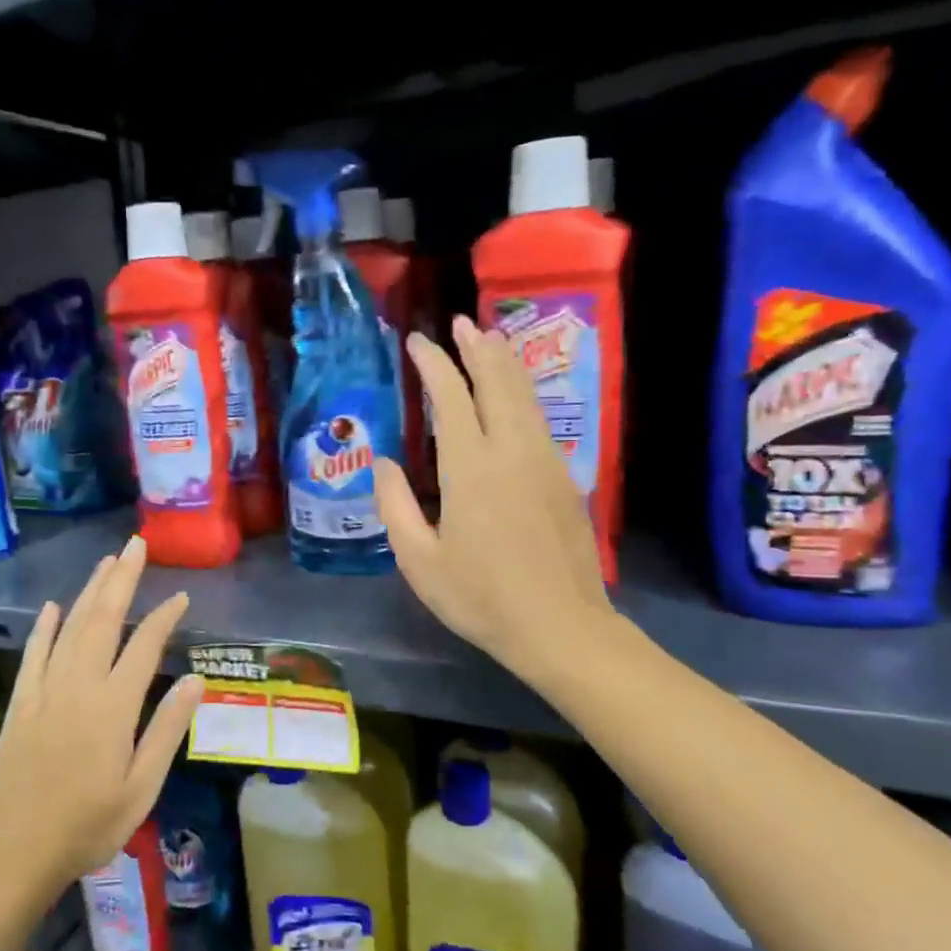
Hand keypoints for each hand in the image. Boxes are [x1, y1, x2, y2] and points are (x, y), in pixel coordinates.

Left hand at [0, 536, 203, 898]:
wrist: (15, 855)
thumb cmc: (89, 826)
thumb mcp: (141, 787)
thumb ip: (167, 729)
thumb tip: (198, 679)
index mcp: (113, 706)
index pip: (144, 646)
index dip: (164, 617)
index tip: (181, 596)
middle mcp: (78, 686)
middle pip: (103, 620)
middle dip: (122, 580)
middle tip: (136, 546)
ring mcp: (44, 691)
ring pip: (70, 628)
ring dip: (89, 591)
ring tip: (107, 562)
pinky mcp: (20, 704)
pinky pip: (34, 654)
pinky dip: (44, 627)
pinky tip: (53, 607)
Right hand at [375, 316, 622, 689]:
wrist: (560, 627)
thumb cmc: (480, 598)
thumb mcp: (419, 561)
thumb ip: (396, 506)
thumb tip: (385, 462)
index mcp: (470, 468)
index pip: (451, 398)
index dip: (433, 364)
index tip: (417, 342)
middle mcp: (512, 451)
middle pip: (497, 382)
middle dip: (477, 348)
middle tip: (460, 323)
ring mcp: (545, 461)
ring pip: (525, 396)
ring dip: (504, 364)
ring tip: (489, 340)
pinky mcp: (564, 478)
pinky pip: (539, 419)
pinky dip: (522, 394)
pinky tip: (514, 397)